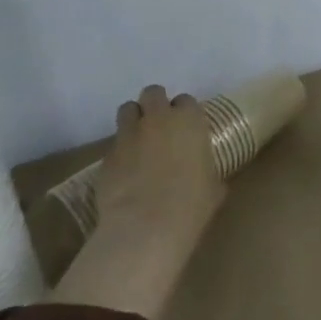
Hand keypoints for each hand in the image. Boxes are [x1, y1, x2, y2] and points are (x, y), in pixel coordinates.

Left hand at [49, 85, 224, 319]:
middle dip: (155, 104)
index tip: (186, 127)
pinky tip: (126, 170)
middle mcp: (158, 119)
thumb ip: (208, 169)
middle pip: (153, 93)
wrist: (146, 226)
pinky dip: (120, 151)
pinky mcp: (106, 156)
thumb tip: (206, 175)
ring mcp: (128, 135)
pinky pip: (114, 144)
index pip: (186, 100)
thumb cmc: (192, 204)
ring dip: (134, 120)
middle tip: (160, 125)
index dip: (184, 112)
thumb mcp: (214, 185)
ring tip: (139, 140)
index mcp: (189, 121)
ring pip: (127, 110)